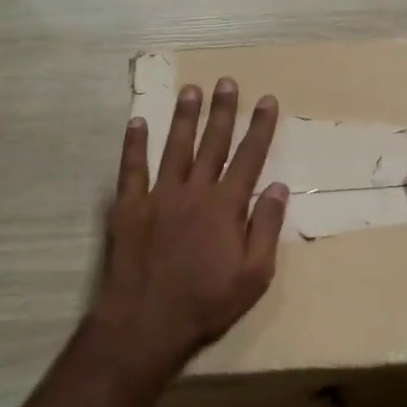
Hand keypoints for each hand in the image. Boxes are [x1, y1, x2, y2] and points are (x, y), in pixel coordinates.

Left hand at [92, 79, 288, 383]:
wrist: (145, 324)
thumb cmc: (207, 303)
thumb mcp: (255, 275)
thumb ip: (266, 228)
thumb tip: (278, 187)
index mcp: (226, 206)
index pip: (249, 157)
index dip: (260, 127)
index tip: (267, 100)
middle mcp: (194, 191)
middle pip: (212, 143)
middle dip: (222, 111)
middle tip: (227, 82)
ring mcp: (158, 196)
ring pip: (175, 147)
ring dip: (184, 117)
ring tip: (191, 90)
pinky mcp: (128, 207)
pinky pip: (131, 168)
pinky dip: (134, 144)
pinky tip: (137, 122)